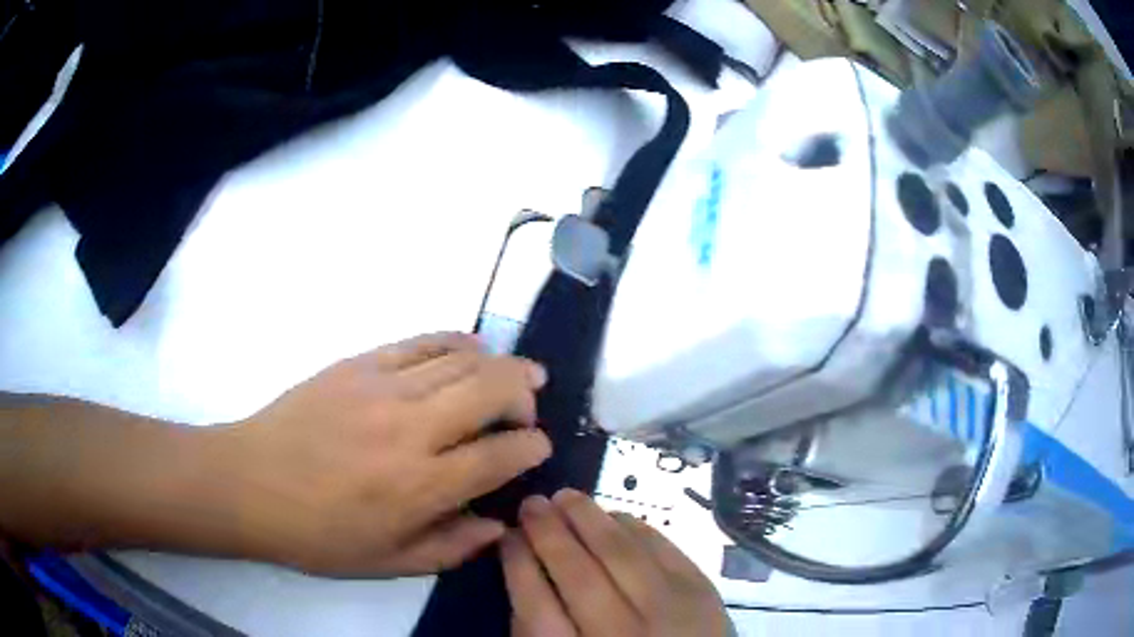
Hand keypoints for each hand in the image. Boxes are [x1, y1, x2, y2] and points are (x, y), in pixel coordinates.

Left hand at [224, 332, 550, 576]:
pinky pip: (421, 342)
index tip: (539, 448)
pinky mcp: (359, 363)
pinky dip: (455, 341)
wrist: (250, 483)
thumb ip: (452, 548)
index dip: (532, 448)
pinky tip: (470, 347)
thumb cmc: (318, 534)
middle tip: (530, 406)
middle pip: (492, 390)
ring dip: (500, 364)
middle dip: (525, 394)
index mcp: (420, 487)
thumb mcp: (388, 563)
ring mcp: (382, 387)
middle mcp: (410, 430)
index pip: (500, 456)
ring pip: (462, 360)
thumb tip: (500, 526)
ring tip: (515, 373)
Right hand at [502, 489, 729, 636]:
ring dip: (590, 519)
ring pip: (621, 554)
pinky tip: (615, 516)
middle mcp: (621, 633)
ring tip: (566, 497)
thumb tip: (525, 570)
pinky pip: (663, 549)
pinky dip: (636, 528)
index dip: (517, 565)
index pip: (536, 606)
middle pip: (578, 574)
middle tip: (531, 503)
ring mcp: (668, 611)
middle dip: (548, 533)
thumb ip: (539, 628)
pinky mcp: (702, 592)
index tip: (506, 536)